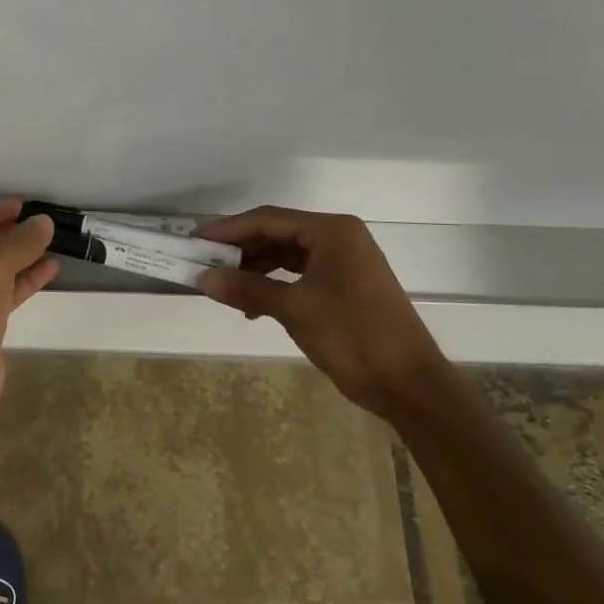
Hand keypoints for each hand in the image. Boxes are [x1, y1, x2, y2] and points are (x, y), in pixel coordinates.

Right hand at [195, 208, 445, 416]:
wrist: (409, 384)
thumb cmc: (352, 335)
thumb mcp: (293, 309)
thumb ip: (246, 289)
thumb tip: (202, 278)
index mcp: (331, 231)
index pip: (267, 219)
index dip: (227, 229)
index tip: (194, 240)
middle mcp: (339, 237)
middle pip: (276, 233)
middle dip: (239, 249)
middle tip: (204, 263)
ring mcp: (344, 261)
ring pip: (286, 254)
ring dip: (254, 268)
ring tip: (224, 286)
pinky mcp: (345, 284)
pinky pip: (299, 273)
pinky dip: (273, 283)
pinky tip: (253, 305)